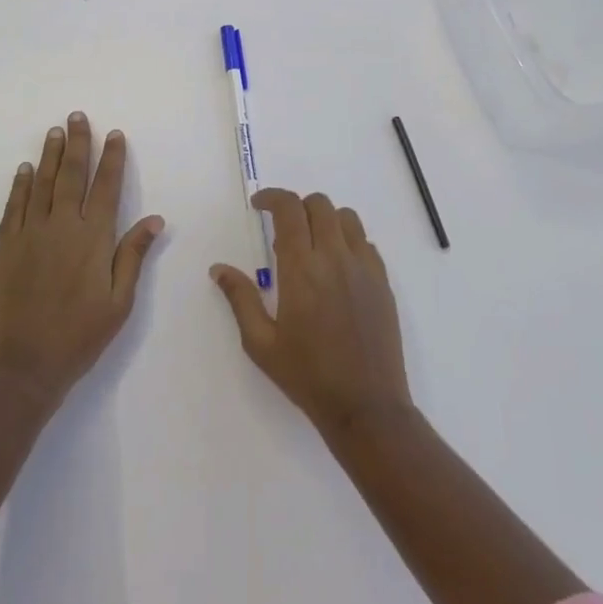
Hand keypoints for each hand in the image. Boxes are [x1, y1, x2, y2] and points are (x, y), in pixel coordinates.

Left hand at [0, 113, 164, 408]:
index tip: (115, 134)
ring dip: (49, 155)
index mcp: (93, 239)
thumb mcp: (119, 302)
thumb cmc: (79, 336)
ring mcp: (29, 234)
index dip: (112, 159)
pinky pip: (14, 206)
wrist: (22, 366)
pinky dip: (20, 185)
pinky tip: (25, 170)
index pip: (107, 187)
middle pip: (71, 175)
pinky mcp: (5, 247)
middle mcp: (61, 226)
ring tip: (54, 131)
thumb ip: (133, 256)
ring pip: (41, 184)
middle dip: (77, 144)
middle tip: (77, 116)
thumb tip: (154, 219)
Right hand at [211, 189, 412, 440]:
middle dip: (297, 206)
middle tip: (282, 229)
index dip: (272, 197)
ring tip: (311, 245)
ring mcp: (364, 267)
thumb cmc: (307, 375)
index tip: (259, 205)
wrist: (365, 406)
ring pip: (347, 217)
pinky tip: (337, 268)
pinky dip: (348, 241)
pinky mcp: (383, 282)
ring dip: (325, 219)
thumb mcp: (261, 342)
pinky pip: (366, 243)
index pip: (289, 209)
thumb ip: (240, 298)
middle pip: (319, 204)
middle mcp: (335, 258)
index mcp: (302, 269)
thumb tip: (219, 269)